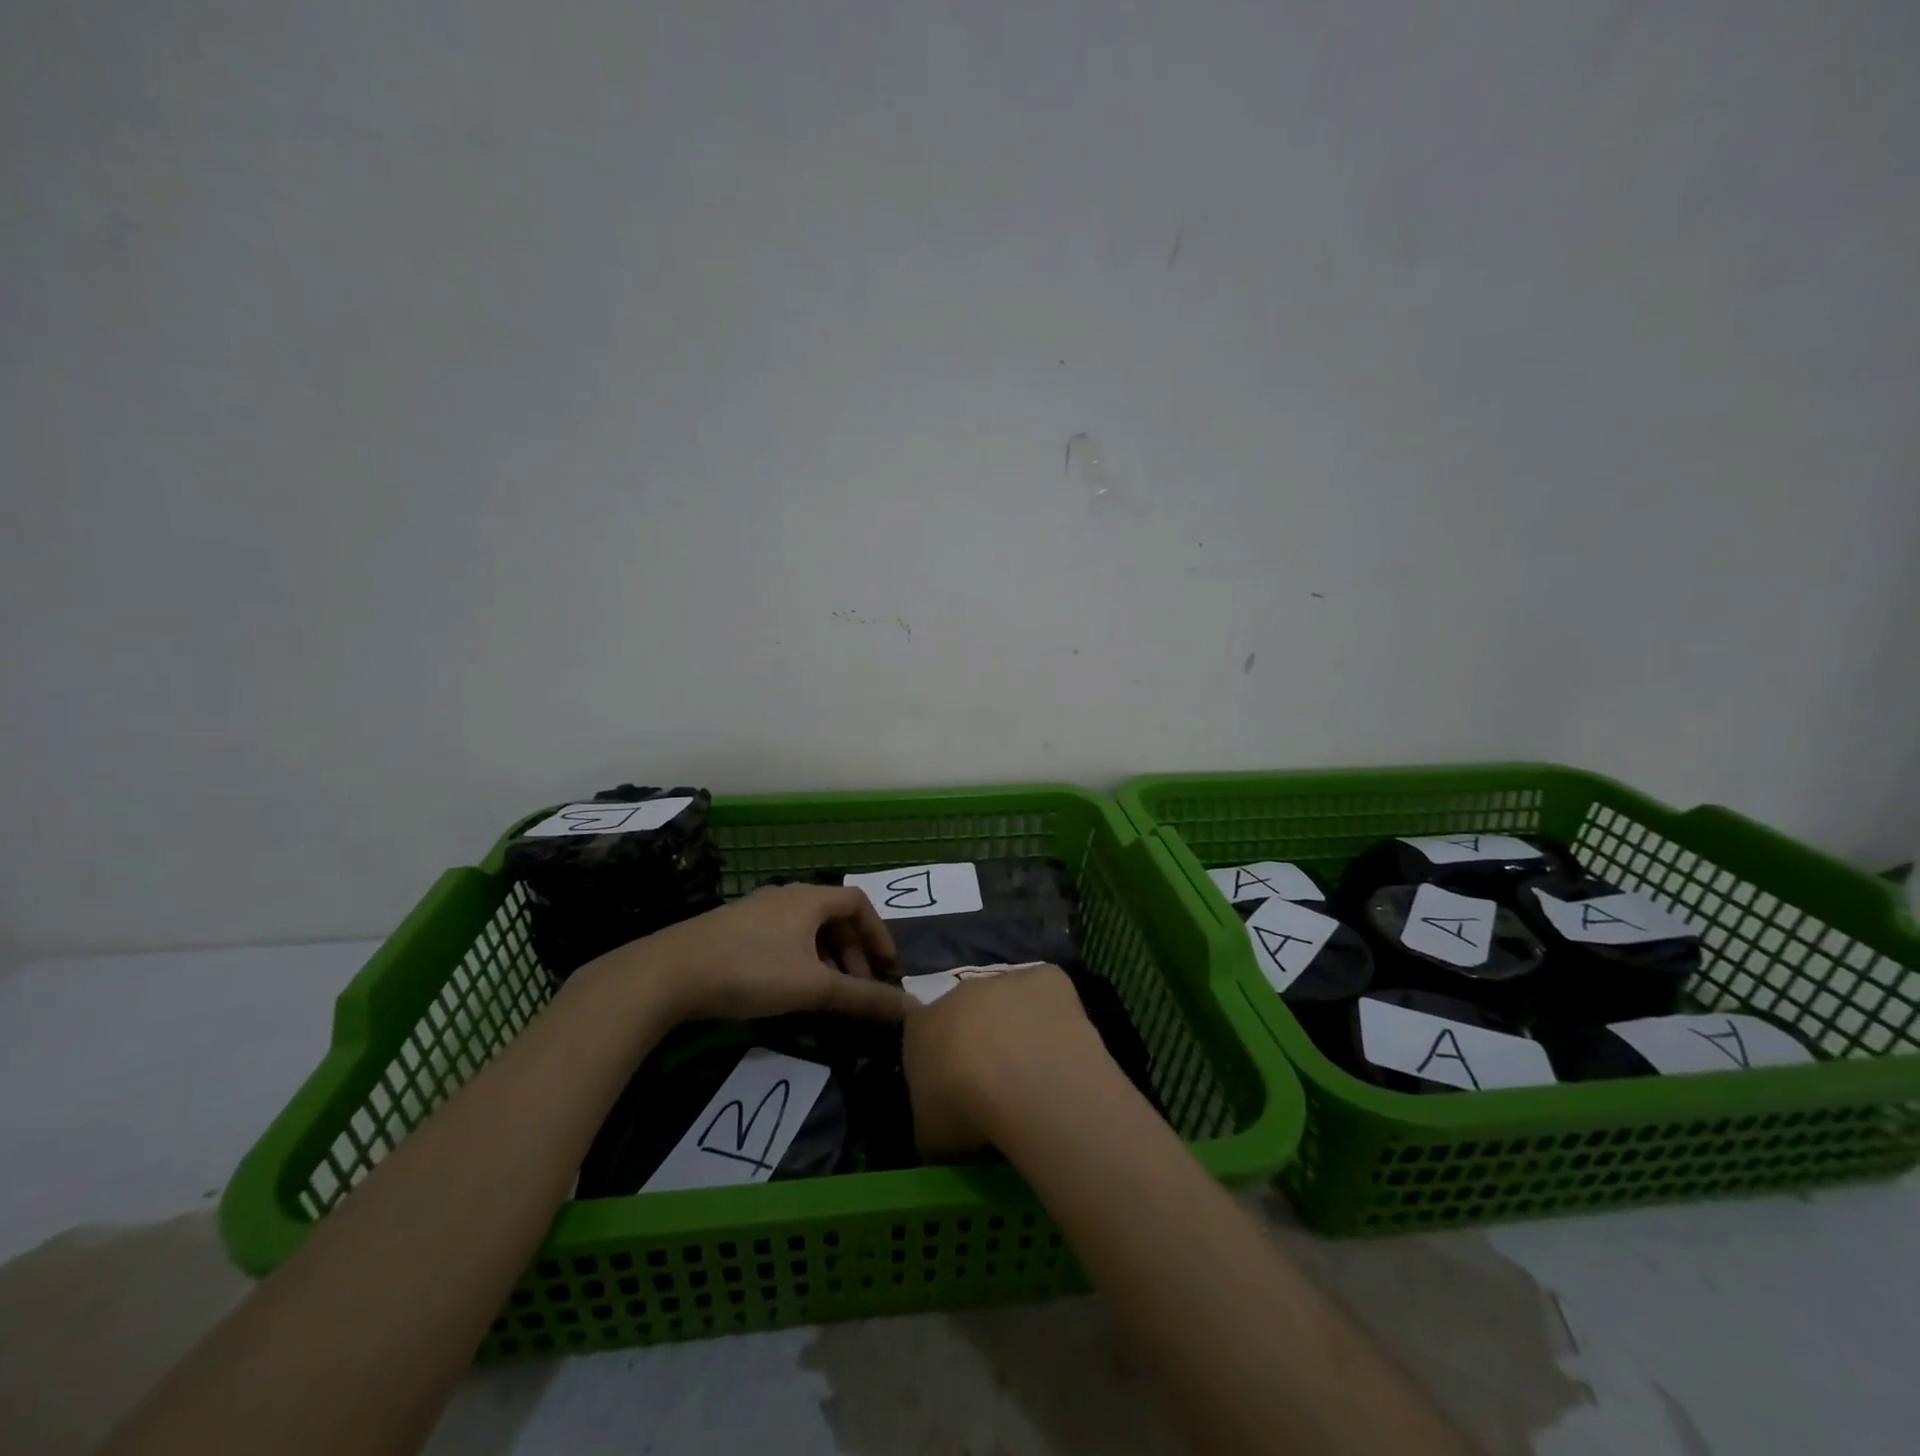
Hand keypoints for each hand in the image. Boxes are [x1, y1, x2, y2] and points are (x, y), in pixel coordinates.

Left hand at [590, 883, 907, 1025]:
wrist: (669, 972)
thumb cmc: (751, 971)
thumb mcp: (813, 988)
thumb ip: (863, 999)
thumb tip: (912, 1010)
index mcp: (809, 898)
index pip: (858, 902)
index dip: (878, 933)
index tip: (887, 967)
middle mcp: (785, 895)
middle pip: (833, 916)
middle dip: (852, 951)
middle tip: (858, 988)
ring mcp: (756, 909)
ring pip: (805, 928)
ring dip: (826, 957)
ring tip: (826, 993)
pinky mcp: (732, 928)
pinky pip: (781, 936)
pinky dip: (799, 958)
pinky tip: (788, 988)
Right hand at [902, 963, 1113, 1159]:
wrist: (1022, 1076)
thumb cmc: (965, 1108)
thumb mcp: (931, 1137)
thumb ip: (930, 1126)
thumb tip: (941, 1132)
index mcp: (920, 1027)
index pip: (920, 1033)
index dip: (938, 1060)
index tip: (953, 1090)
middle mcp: (959, 993)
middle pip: (966, 1013)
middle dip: (978, 1041)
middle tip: (997, 1084)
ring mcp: (1005, 980)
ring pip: (1008, 1001)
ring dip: (1017, 1027)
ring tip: (1036, 1073)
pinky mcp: (1047, 977)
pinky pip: (1047, 993)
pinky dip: (1053, 1014)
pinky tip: (1064, 1047)